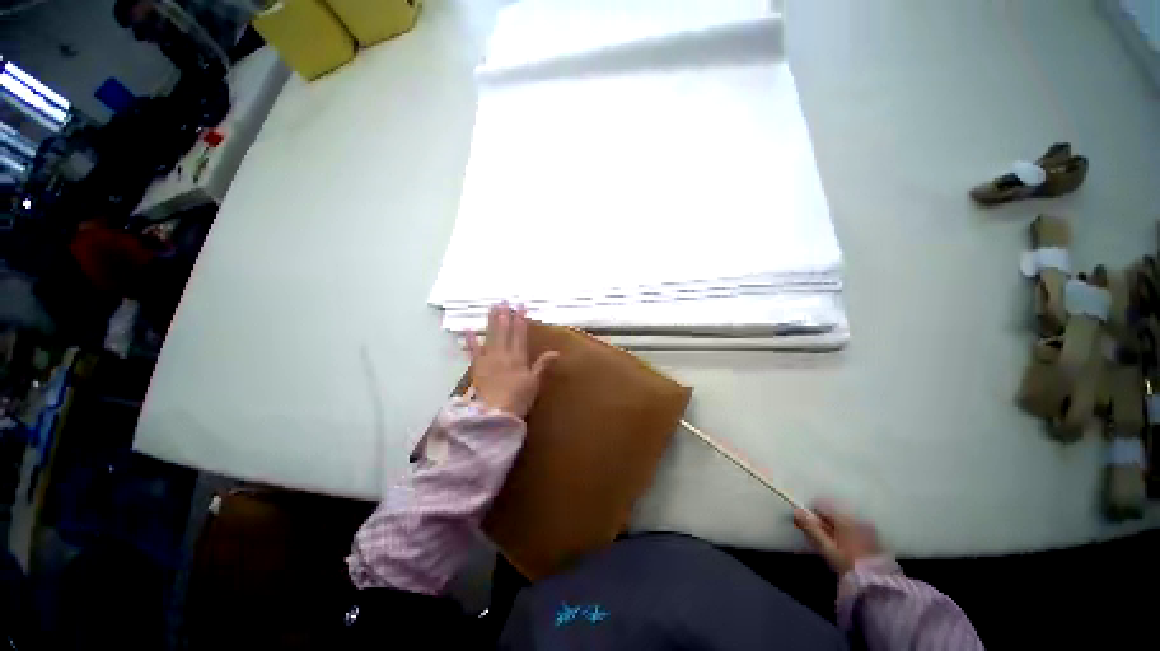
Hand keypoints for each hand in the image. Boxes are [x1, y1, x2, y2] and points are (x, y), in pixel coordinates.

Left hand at [465, 304, 558, 417]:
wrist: (495, 413)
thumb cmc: (518, 399)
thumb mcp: (534, 382)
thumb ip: (542, 365)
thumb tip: (556, 352)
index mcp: (518, 357)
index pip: (520, 334)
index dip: (521, 319)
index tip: (521, 306)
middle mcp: (503, 354)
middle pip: (504, 331)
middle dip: (505, 315)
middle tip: (504, 300)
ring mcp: (488, 359)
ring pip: (491, 335)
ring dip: (491, 320)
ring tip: (492, 307)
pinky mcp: (477, 367)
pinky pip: (473, 350)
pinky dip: (470, 339)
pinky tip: (468, 329)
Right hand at [793, 501, 882, 574]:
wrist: (878, 586)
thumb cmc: (848, 564)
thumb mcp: (827, 548)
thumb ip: (811, 528)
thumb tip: (796, 511)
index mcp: (845, 519)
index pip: (822, 505)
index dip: (811, 514)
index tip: (806, 527)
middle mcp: (858, 519)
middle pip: (834, 514)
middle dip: (824, 523)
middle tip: (819, 540)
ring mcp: (869, 529)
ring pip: (844, 522)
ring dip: (835, 530)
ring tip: (833, 547)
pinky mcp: (876, 539)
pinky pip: (855, 530)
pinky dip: (847, 535)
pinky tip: (846, 550)